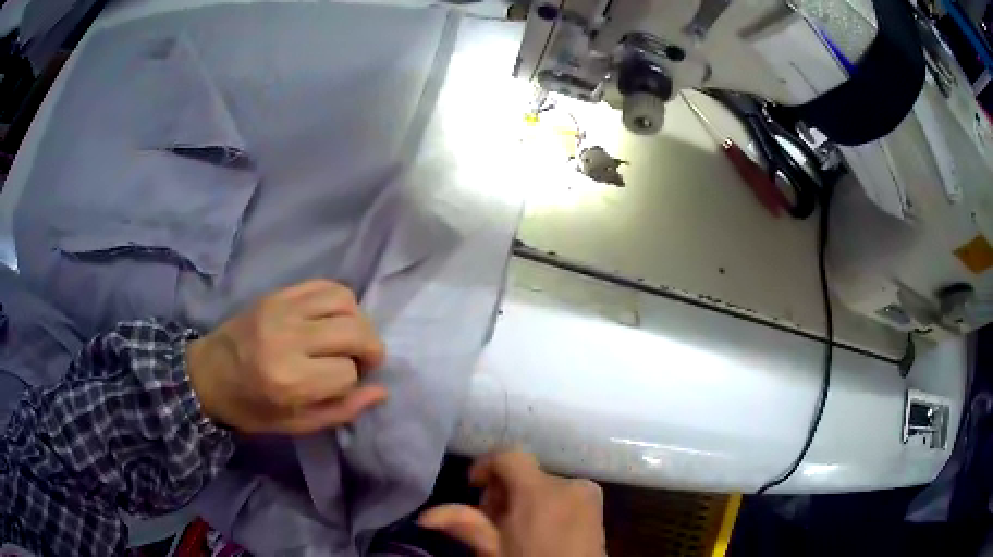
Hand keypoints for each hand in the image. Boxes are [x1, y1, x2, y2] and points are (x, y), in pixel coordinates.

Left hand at [186, 279, 386, 433]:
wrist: (208, 374)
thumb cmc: (251, 407)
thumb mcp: (296, 424)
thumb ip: (342, 410)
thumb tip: (381, 390)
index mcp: (288, 380)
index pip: (348, 372)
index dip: (353, 381)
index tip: (343, 386)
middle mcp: (287, 338)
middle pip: (354, 331)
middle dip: (369, 348)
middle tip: (362, 360)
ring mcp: (281, 309)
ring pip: (345, 301)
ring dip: (357, 321)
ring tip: (347, 338)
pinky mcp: (277, 294)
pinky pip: (324, 285)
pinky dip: (340, 301)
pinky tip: (332, 318)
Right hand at [418, 451, 604, 556]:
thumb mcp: (495, 551)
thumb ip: (465, 525)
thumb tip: (426, 516)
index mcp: (542, 492)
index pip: (510, 456)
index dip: (486, 465)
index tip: (472, 487)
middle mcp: (570, 484)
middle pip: (525, 472)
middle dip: (503, 491)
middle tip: (492, 521)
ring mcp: (588, 493)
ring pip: (543, 484)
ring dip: (524, 499)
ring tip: (516, 530)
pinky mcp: (598, 505)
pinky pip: (563, 493)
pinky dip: (546, 504)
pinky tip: (539, 531)